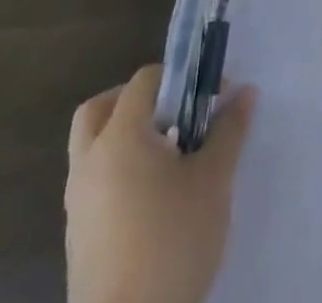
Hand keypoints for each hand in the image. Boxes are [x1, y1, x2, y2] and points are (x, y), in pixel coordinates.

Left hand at [65, 64, 256, 302]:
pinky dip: (117, 174)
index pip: (144, 81)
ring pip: (92, 149)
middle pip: (101, 109)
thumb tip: (245, 92)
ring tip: (169, 160)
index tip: (211, 98)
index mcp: (119, 138)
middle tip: (173, 117)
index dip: (180, 78)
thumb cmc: (172, 243)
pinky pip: (93, 185)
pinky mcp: (77, 240)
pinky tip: (153, 199)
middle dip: (136, 102)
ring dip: (125, 139)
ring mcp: (76, 204)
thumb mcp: (213, 181)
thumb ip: (229, 130)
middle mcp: (89, 163)